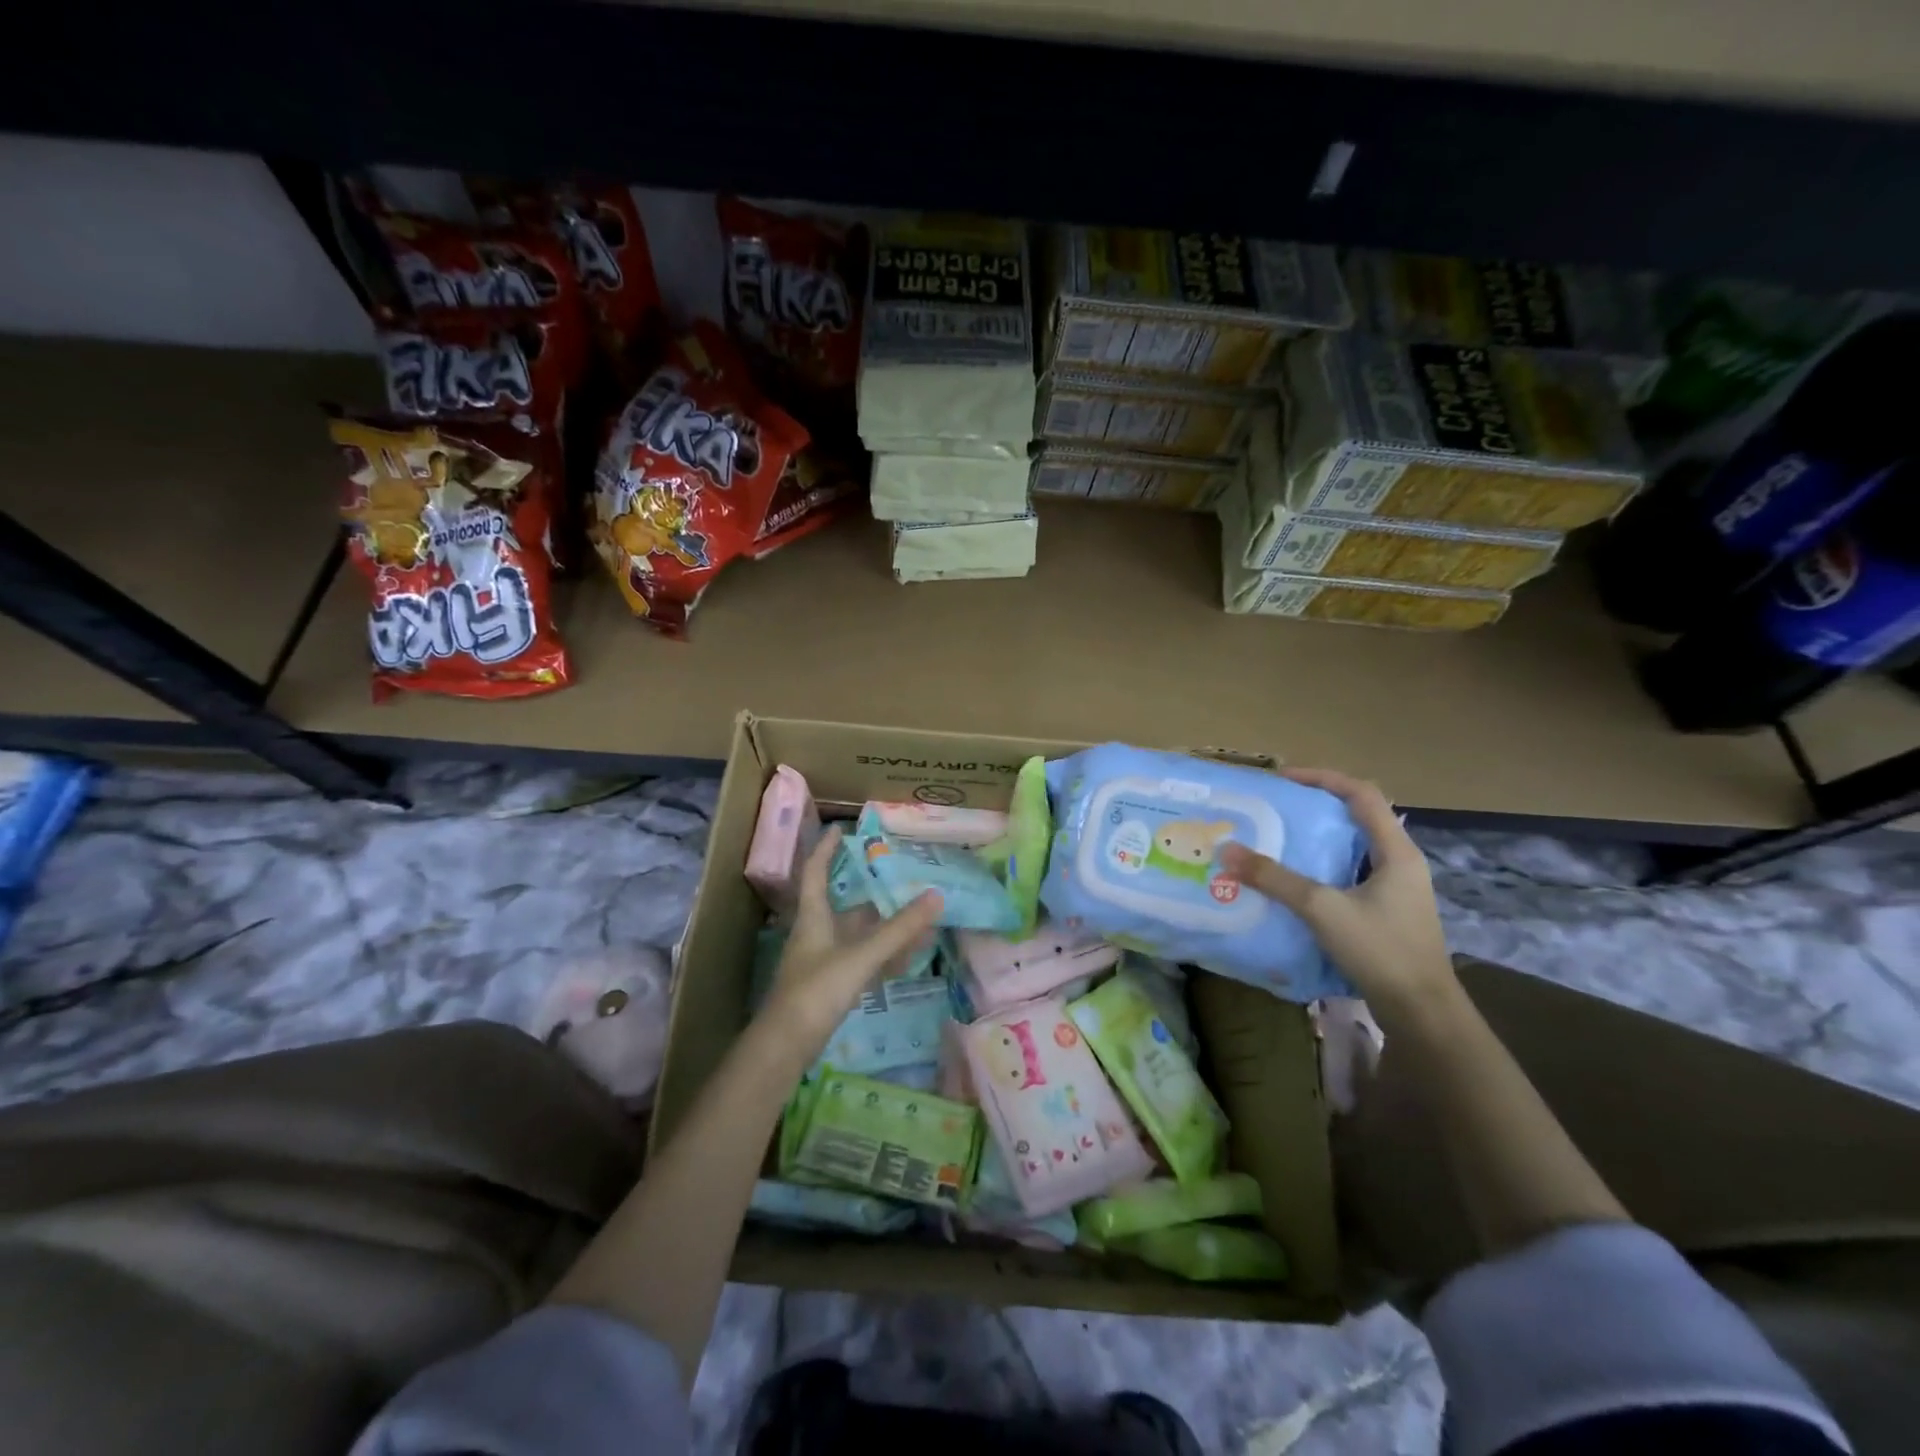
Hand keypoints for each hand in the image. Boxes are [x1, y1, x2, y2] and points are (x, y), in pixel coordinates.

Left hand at [761, 828, 942, 1052]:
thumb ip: (898, 929)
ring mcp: (822, 964)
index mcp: (813, 918)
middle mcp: (815, 935)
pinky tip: (906, 959)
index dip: (825, 850)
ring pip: (855, 935)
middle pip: (842, 905)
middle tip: (894, 873)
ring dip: (881, 926)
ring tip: (913, 914)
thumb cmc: (816, 991)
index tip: (839, 829)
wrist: (785, 1048)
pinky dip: (882, 957)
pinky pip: (861, 962)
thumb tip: (936, 895)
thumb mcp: (861, 956)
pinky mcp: (830, 989)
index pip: (815, 873)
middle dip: (867, 889)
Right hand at [1218, 768, 1454, 1018]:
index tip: (1284, 779)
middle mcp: (1401, 863)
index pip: (1362, 794)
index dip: (1323, 778)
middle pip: (1358, 818)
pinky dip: (1322, 869)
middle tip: (1276, 809)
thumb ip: (1275, 879)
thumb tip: (1227, 851)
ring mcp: (1396, 890)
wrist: (1422, 1014)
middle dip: (1316, 808)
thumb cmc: (1381, 950)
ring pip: (1353, 849)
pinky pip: (1350, 875)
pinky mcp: (1387, 914)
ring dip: (1318, 840)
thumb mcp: (1322, 909)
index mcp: (1396, 851)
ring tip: (1279, 840)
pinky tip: (1295, 884)